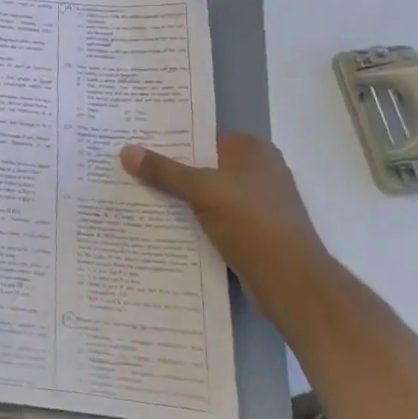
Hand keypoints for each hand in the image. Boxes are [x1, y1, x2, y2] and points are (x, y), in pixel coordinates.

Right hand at [119, 133, 329, 288]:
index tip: (133, 140)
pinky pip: (211, 217)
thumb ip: (164, 170)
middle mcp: (257, 171)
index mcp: (253, 150)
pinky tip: (159, 223)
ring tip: (133, 193)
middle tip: (125, 166)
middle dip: (167, 168)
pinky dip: (190, 219)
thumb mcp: (203, 190)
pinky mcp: (251, 232)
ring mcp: (256, 203)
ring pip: (204, 193)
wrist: (292, 283)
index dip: (168, 138)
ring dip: (176, 197)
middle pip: (201, 164)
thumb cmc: (253, 223)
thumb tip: (126, 151)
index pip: (201, 135)